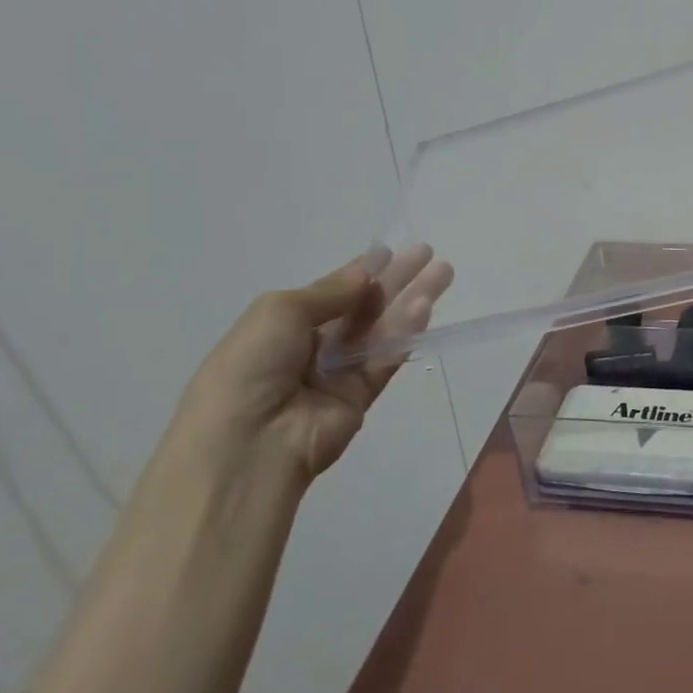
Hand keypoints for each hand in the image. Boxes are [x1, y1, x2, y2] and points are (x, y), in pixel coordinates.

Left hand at [165, 243, 454, 483]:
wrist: (248, 442)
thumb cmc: (251, 366)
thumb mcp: (279, 312)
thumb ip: (330, 291)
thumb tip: (367, 275)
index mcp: (284, 323)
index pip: (332, 290)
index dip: (362, 270)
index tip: (392, 250)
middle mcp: (313, 345)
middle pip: (364, 306)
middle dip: (397, 279)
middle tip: (429, 254)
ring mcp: (338, 372)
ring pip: (382, 329)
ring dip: (411, 301)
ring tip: (444, 274)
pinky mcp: (360, 397)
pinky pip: (386, 359)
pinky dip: (406, 333)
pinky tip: (425, 308)